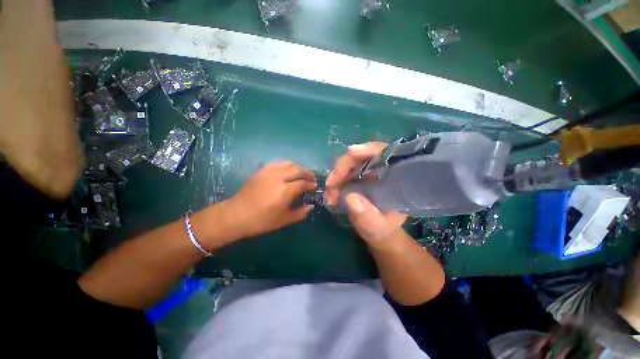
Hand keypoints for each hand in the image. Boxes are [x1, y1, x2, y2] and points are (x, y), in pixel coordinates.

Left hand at [225, 161, 316, 238]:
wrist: (237, 215)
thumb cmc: (261, 221)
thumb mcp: (284, 220)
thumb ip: (300, 213)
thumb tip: (311, 206)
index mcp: (284, 191)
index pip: (303, 183)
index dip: (311, 184)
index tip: (315, 186)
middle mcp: (278, 178)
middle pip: (298, 170)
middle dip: (308, 173)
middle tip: (312, 178)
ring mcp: (269, 172)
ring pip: (289, 163)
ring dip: (298, 167)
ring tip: (302, 173)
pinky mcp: (262, 170)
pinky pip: (278, 163)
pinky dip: (287, 165)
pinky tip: (288, 171)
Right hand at [325, 142, 406, 247]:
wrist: (377, 231)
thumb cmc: (382, 228)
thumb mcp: (378, 226)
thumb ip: (367, 216)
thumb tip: (350, 197)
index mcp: (394, 176)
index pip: (385, 153)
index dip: (369, 149)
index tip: (352, 152)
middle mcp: (380, 169)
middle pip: (360, 156)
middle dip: (343, 168)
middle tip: (331, 184)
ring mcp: (366, 171)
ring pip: (348, 164)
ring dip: (336, 177)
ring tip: (330, 195)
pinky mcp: (355, 176)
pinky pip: (342, 173)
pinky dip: (334, 182)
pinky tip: (331, 194)